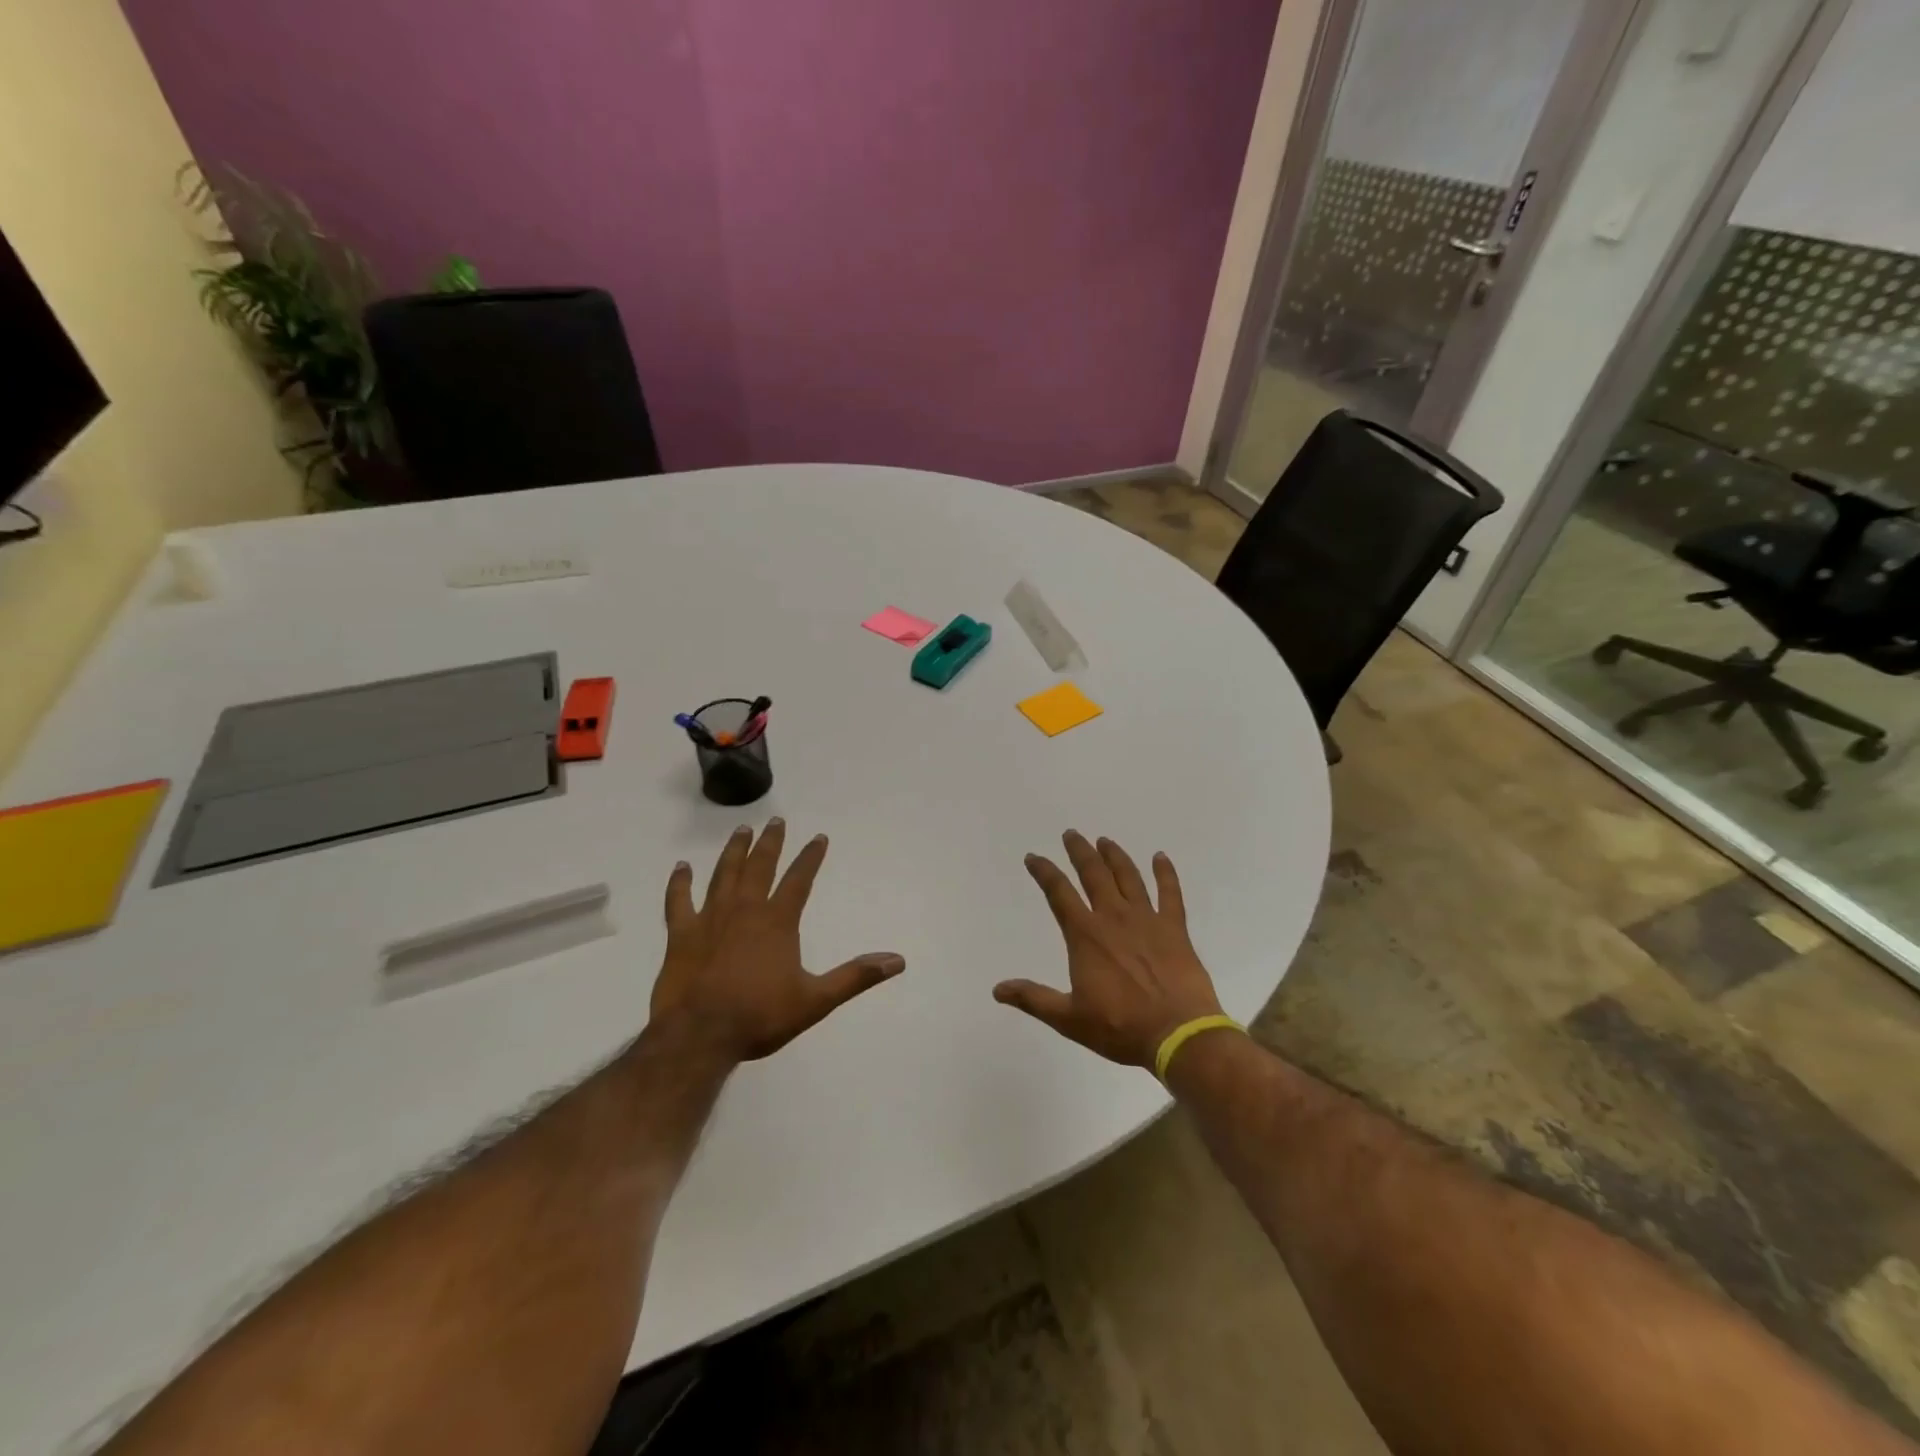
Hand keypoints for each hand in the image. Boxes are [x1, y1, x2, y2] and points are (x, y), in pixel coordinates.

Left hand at [651, 820, 904, 1061]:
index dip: (811, 857)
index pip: (799, 879)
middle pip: (760, 866)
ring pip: (724, 874)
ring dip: (734, 851)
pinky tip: (681, 867)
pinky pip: (679, 900)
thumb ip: (856, 977)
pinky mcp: (681, 934)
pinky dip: (680, 882)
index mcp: (777, 921)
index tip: (819, 837)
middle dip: (771, 842)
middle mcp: (745, 910)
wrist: (699, 1036)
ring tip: (741, 830)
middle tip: (776, 821)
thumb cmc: (760, 1017)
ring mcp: (710, 918)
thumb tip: (898, 960)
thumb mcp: (816, 1000)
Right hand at [995, 831, 1222, 1067]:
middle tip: (1071, 834)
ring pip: (1128, 877)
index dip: (1044, 872)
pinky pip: (1170, 893)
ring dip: (1114, 856)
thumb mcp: (1069, 1018)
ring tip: (1105, 840)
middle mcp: (1113, 917)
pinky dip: (1165, 873)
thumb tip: (997, 990)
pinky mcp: (1174, 928)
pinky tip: (1160, 857)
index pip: (1059, 893)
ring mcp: (1147, 919)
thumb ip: (1033, 999)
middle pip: (1093, 874)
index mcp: (1085, 935)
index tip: (1034, 857)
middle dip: (1080, 851)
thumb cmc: (1120, 1026)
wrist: (1177, 1033)